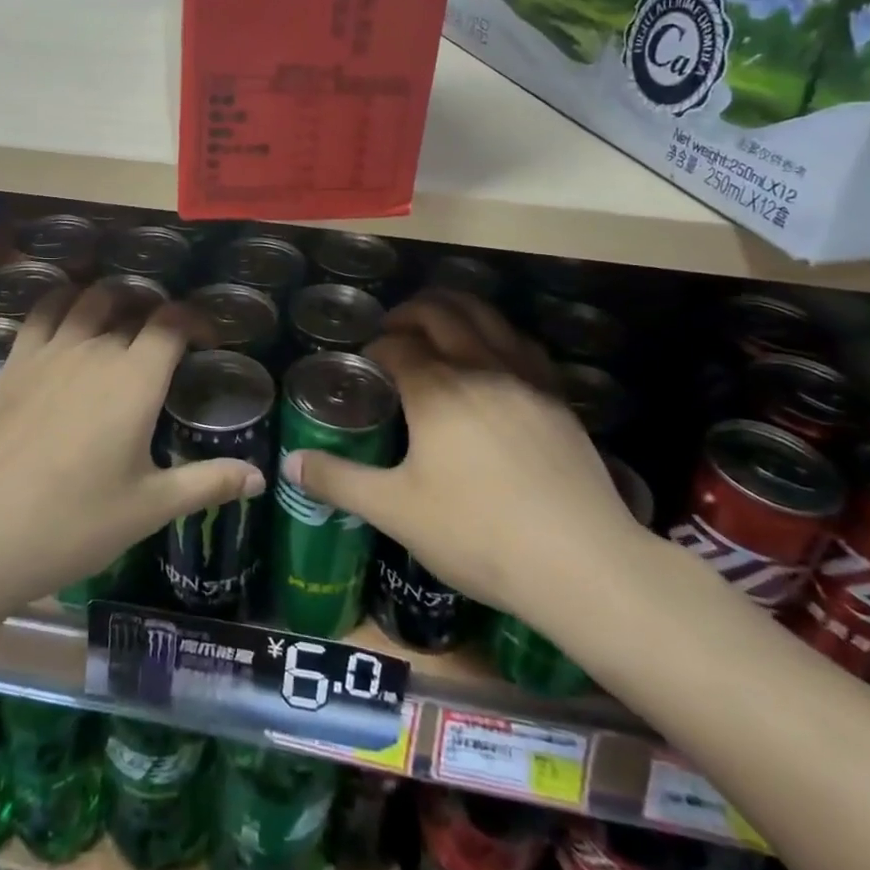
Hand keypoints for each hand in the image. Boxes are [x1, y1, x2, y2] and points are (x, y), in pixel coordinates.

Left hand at [0, 283, 266, 614]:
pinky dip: (63, 301)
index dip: (197, 320)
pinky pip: (42, 312)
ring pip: (89, 299)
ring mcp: (49, 351)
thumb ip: (208, 483)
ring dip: (115, 297)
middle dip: (159, 311)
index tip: (208, 339)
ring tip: (125, 317)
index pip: (173, 322)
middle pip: (134, 305)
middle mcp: (95, 350)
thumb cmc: (72, 525)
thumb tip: (259, 476)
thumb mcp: (149, 508)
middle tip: (169, 337)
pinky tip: (68, 318)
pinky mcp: (13, 362)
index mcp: (135, 379)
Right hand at [282, 291, 652, 622]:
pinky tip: (495, 353)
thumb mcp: (395, 510)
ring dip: (456, 309)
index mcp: (436, 389)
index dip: (375, 346)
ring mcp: (525, 378)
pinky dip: (498, 333)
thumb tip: (290, 463)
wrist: (580, 561)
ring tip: (439, 323)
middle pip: (440, 314)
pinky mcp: (558, 397)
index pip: (397, 346)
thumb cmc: (477, 534)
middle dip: (410, 313)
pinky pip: (522, 343)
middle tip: (393, 329)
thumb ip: (339, 480)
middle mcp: (479, 367)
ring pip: (487, 317)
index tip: (365, 361)